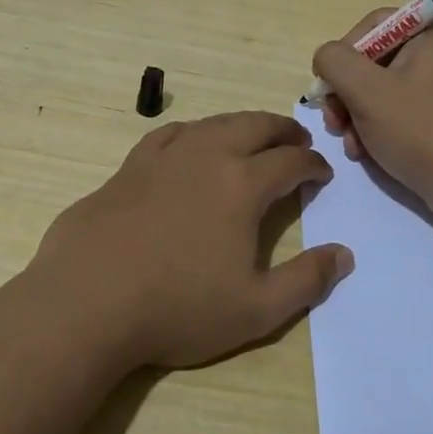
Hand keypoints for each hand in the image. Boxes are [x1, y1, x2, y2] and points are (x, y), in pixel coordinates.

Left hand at [32, 111, 353, 368]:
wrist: (88, 301)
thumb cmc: (178, 308)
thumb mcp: (256, 310)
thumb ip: (306, 281)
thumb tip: (344, 255)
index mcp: (242, 185)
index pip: (290, 161)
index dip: (312, 164)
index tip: (322, 173)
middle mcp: (206, 157)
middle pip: (254, 126)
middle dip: (283, 129)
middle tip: (297, 139)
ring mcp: (164, 157)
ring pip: (213, 123)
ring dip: (241, 125)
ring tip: (252, 136)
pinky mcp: (129, 167)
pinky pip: (170, 134)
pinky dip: (194, 132)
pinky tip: (191, 143)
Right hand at [313, 13, 432, 229]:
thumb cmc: (422, 131)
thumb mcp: (366, 91)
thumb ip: (335, 62)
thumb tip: (327, 58)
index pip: (375, 25)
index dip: (344, 53)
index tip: (328, 87)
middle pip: (378, 61)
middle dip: (348, 94)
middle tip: (334, 123)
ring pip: (387, 91)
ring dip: (359, 116)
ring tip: (351, 146)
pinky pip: (405, 112)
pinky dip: (382, 129)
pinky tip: (368, 154)